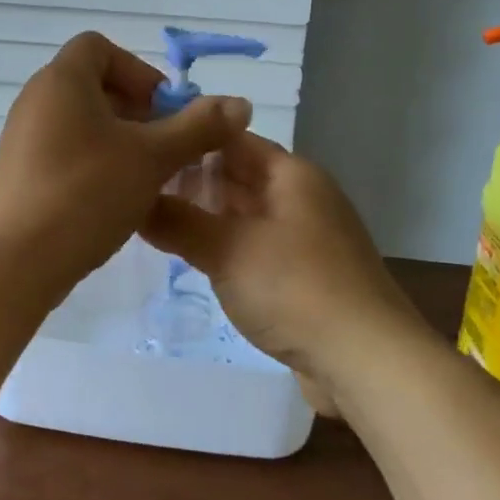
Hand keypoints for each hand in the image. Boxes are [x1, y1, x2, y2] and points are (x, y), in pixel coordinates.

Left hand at [0, 32, 252, 297]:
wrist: (15, 260)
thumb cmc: (86, 193)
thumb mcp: (152, 157)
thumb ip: (198, 127)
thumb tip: (240, 103)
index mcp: (62, 80)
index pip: (99, 47)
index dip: (138, 70)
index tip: (163, 110)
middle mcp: (37, 100)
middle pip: (93, 85)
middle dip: (136, 111)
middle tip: (163, 147)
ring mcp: (23, 138)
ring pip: (81, 122)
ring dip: (119, 140)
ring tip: (146, 176)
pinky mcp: (19, 173)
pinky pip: (64, 151)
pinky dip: (94, 162)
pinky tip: (115, 199)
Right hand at [139, 134, 413, 381]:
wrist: (368, 362)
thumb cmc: (296, 289)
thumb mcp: (226, 249)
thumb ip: (176, 220)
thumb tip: (131, 199)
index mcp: (290, 174)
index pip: (230, 137)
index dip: (188, 138)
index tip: (143, 146)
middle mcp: (301, 197)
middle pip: (237, 175)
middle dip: (191, 179)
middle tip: (138, 188)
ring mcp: (306, 238)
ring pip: (244, 214)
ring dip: (206, 216)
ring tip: (156, 221)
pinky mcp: (305, 275)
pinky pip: (255, 247)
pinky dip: (225, 247)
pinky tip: (194, 259)